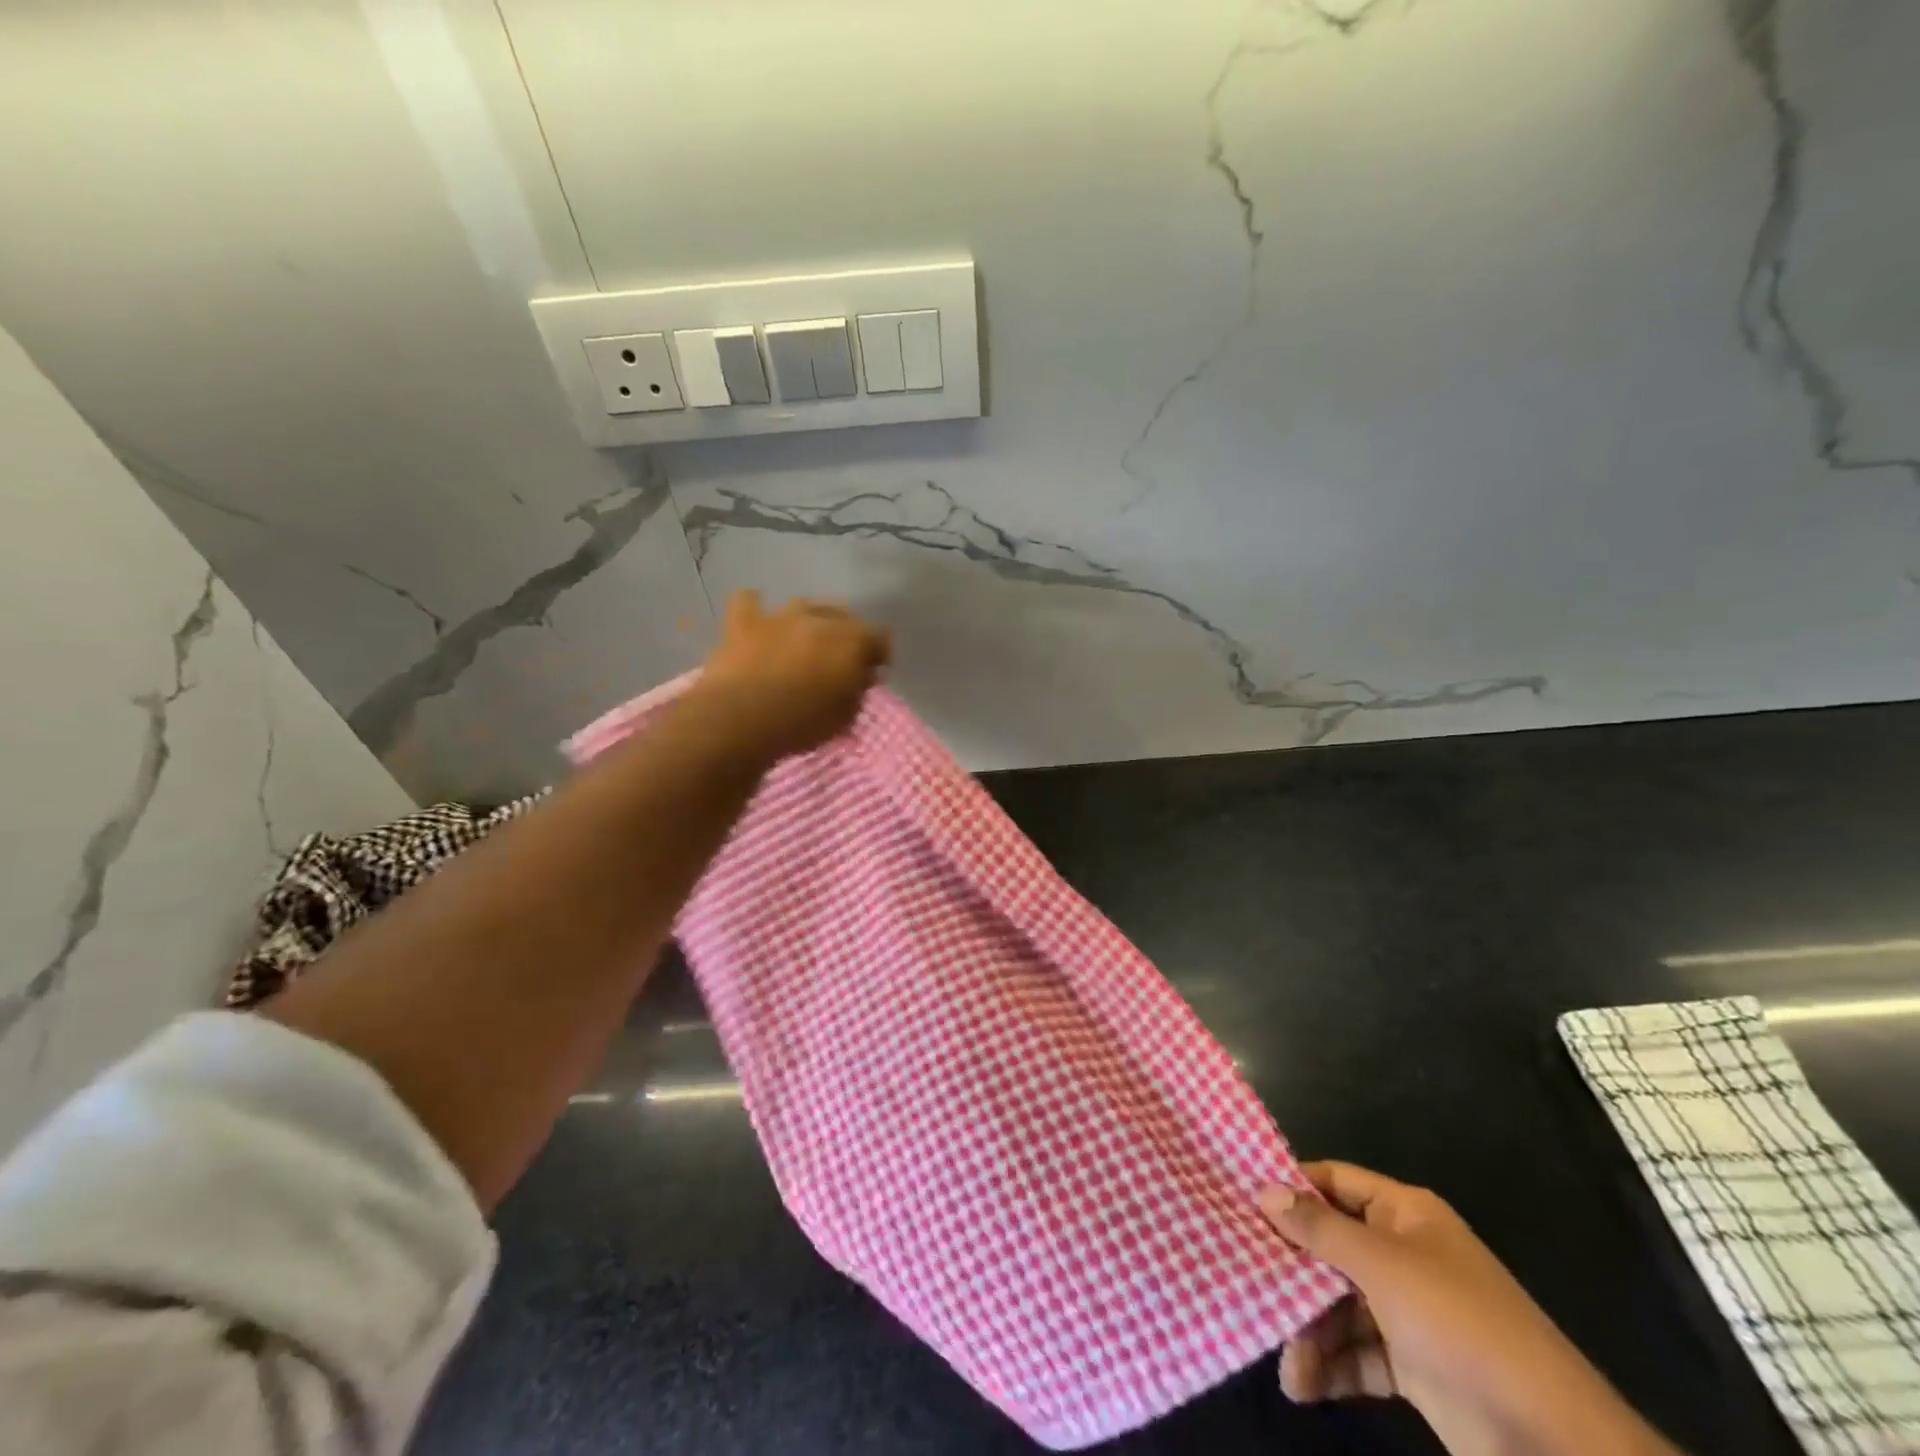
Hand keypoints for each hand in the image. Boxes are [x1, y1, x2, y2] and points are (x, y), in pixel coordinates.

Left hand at [693, 590, 890, 761]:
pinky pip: (749, 602)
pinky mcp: (744, 621)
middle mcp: (820, 619)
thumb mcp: (845, 717)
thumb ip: (858, 690)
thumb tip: (862, 676)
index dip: (878, 655)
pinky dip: (755, 609)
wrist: (741, 720)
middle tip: (838, 659)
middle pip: (844, 615)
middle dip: (846, 634)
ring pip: (803, 604)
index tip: (871, 673)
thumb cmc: (801, 724)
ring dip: (808, 620)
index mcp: (853, 642)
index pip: (880, 638)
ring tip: (803, 640)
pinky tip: (757, 621)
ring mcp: (780, 615)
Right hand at [1259, 1163, 1676, 1455]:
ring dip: (1309, 1330)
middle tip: (1245, 1280)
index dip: (1292, 1186)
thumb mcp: (1382, 1266)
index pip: (1335, 1181)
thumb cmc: (1460, 1325)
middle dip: (1292, 1269)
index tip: (1240, 1196)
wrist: (1554, 1443)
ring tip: (1287, 1363)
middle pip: (1332, 1245)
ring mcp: (1410, 1311)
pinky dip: (1333, 1367)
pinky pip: (1359, 1352)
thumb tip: (1264, 1189)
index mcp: (1404, 1215)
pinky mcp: (1414, 1366)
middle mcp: (1404, 1253)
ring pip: (1340, 1304)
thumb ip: (1320, 1228)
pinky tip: (1304, 1386)